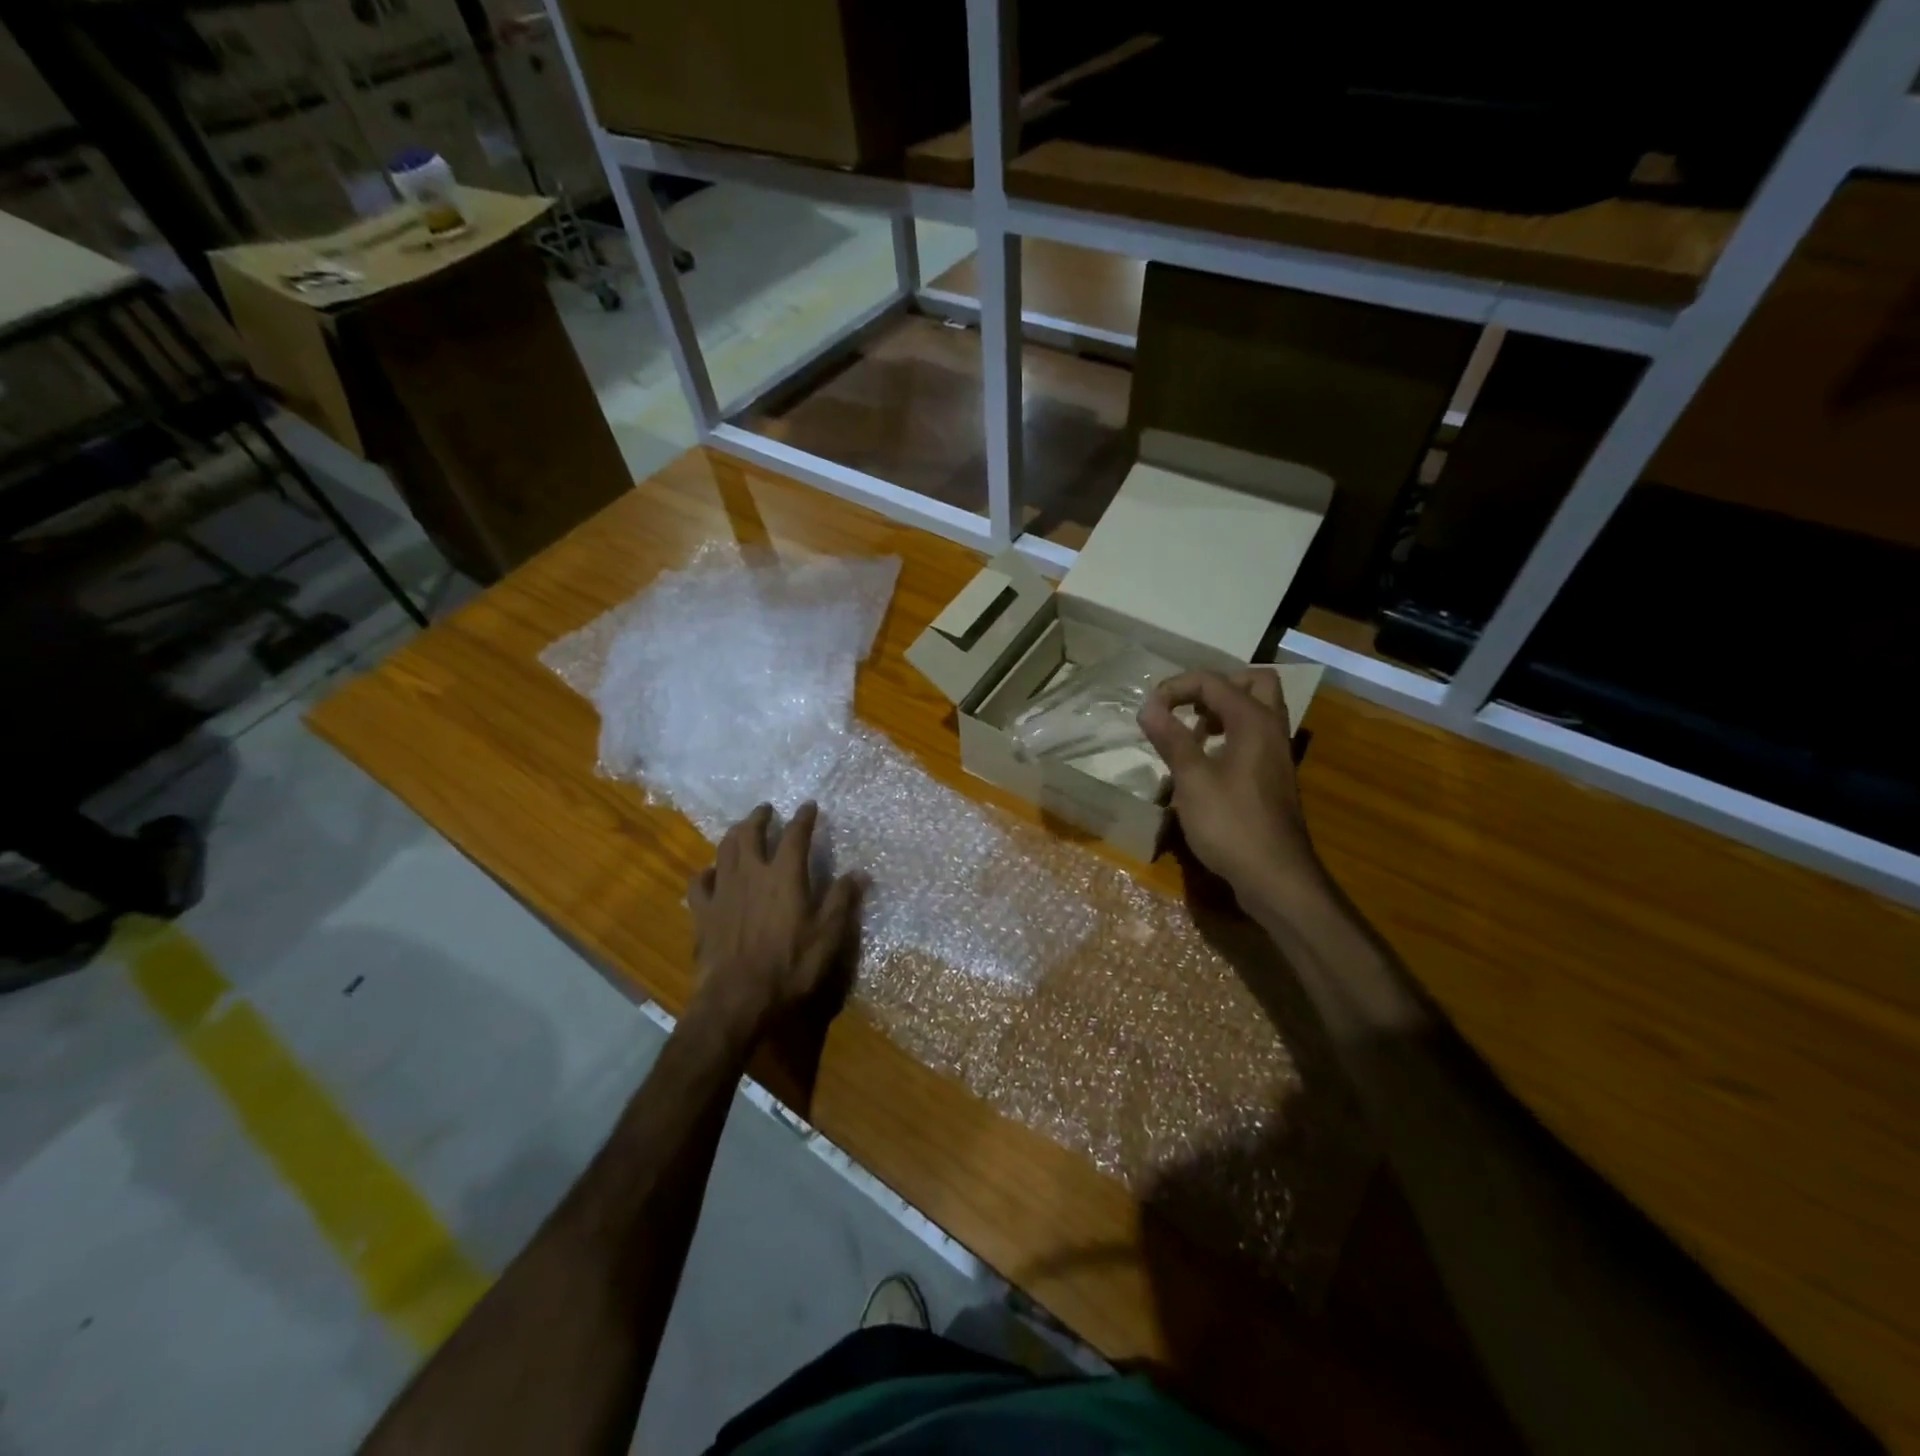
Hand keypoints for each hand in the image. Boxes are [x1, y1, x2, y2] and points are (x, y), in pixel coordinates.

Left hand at [686, 802, 860, 1040]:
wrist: (737, 998)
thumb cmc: (790, 966)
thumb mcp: (828, 936)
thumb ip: (842, 900)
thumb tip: (859, 872)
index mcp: (785, 876)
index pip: (795, 835)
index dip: (803, 818)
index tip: (809, 806)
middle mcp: (751, 874)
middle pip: (750, 834)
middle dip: (759, 817)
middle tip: (766, 809)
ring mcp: (723, 891)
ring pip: (724, 850)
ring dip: (733, 835)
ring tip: (740, 829)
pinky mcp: (702, 913)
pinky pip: (699, 882)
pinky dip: (706, 872)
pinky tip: (710, 873)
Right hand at [1138, 669, 1320, 911]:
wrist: (1275, 876)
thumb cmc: (1230, 824)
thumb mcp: (1192, 779)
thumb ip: (1171, 739)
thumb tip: (1148, 707)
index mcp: (1253, 721)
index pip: (1213, 681)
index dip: (1176, 688)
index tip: (1149, 711)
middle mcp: (1271, 728)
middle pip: (1253, 682)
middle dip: (1215, 687)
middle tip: (1186, 707)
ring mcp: (1276, 754)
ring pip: (1257, 710)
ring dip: (1223, 710)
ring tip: (1191, 732)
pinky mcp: (1274, 776)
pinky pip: (1254, 736)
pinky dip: (1230, 734)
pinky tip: (1205, 761)